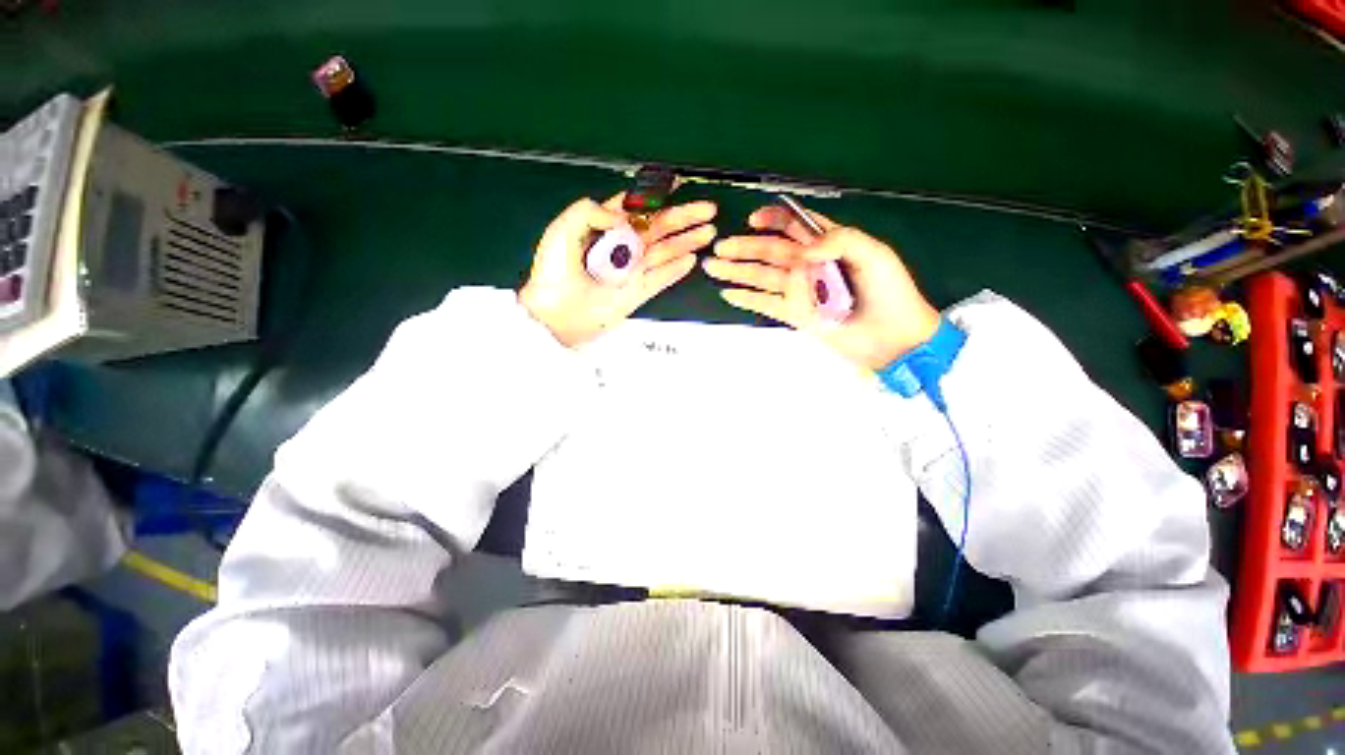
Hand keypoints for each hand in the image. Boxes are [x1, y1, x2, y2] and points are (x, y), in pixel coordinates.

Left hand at [520, 196, 716, 346]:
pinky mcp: (637, 292)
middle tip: (707, 210)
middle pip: (657, 228)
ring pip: (665, 251)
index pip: (635, 209)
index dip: (657, 198)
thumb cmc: (554, 273)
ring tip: (708, 232)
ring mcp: (631, 271)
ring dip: (687, 241)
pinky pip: (661, 278)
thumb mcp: (563, 230)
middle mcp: (622, 248)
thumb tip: (623, 216)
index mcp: (603, 228)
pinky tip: (692, 259)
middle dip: (683, 218)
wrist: (556, 315)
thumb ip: (590, 211)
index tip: (678, 187)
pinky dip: (676, 269)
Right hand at [706, 204, 939, 369]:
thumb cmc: (890, 292)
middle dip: (744, 247)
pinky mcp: (795, 315)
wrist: (893, 337)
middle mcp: (808, 265)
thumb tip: (803, 250)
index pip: (794, 225)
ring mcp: (799, 291)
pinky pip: (766, 304)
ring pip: (762, 276)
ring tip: (713, 267)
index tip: (753, 221)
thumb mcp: (875, 255)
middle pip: (770, 251)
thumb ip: (841, 240)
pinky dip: (747, 299)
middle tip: (719, 248)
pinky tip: (729, 294)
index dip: (773, 219)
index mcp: (828, 243)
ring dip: (737, 271)